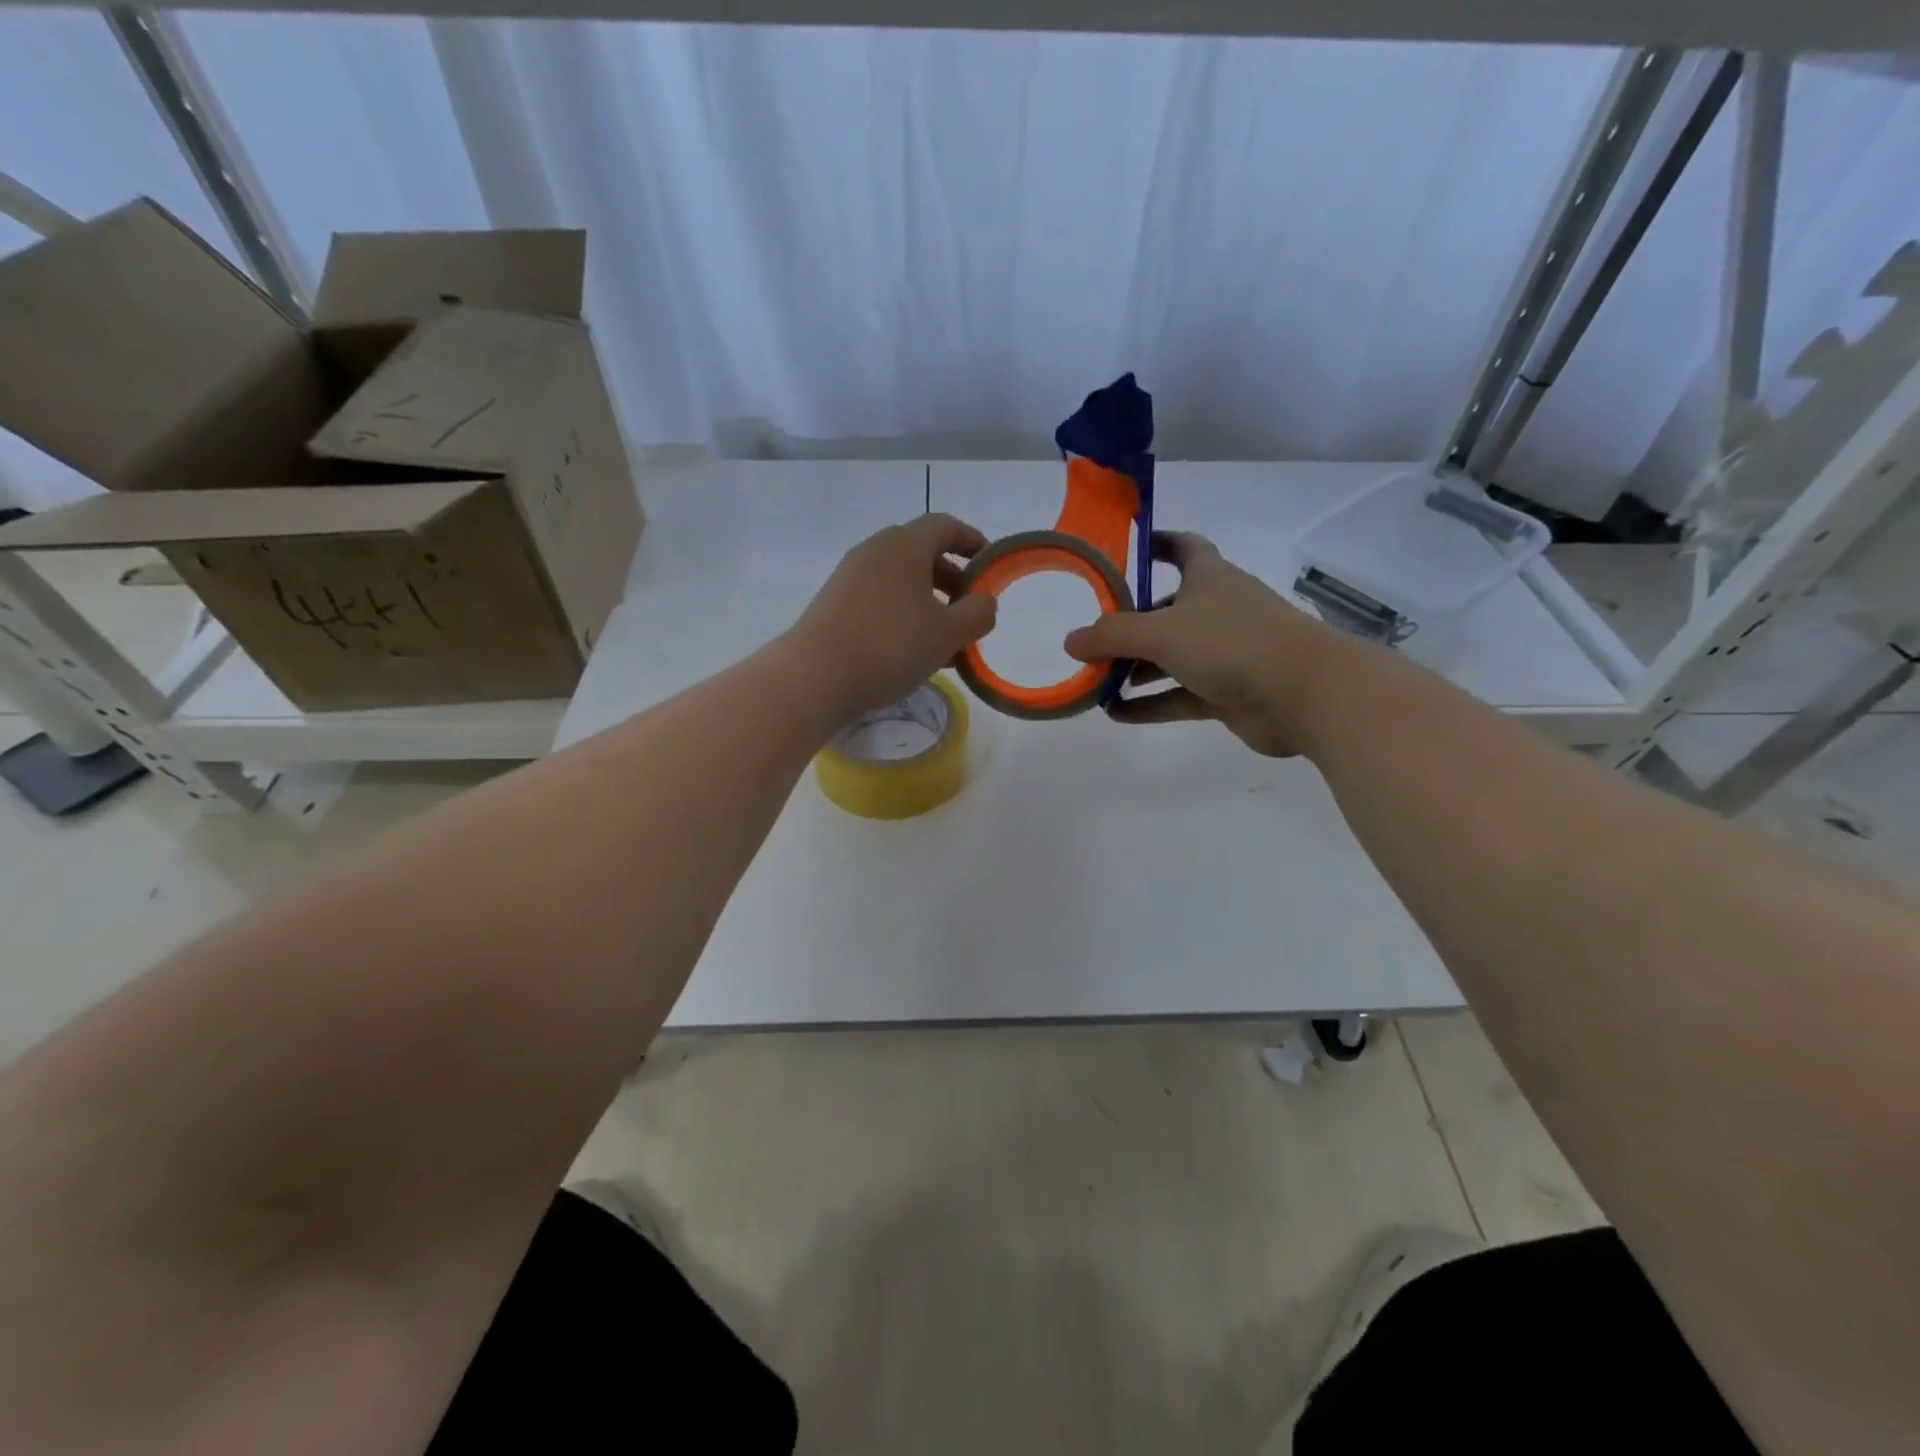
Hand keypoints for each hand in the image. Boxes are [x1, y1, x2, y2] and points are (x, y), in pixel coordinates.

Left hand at [786, 513, 997, 720]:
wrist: (814, 677)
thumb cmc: (890, 646)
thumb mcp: (949, 633)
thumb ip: (978, 613)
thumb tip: (983, 601)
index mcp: (904, 544)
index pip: (945, 526)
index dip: (973, 542)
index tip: (991, 567)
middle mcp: (875, 551)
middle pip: (922, 554)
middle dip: (953, 580)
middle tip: (970, 612)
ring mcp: (850, 577)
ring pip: (901, 582)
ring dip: (929, 604)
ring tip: (947, 643)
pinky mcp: (834, 604)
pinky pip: (881, 600)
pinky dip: (904, 616)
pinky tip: (913, 653)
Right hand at [1063, 531, 1356, 757]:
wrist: (1304, 693)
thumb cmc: (1233, 643)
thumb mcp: (1162, 631)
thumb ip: (1112, 635)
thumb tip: (1070, 641)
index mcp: (1209, 579)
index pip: (1183, 548)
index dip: (1157, 544)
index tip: (1129, 548)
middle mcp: (1217, 612)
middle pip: (1167, 610)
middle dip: (1130, 624)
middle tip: (1091, 639)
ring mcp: (1224, 655)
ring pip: (1171, 658)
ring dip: (1135, 669)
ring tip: (1095, 682)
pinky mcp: (1227, 693)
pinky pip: (1178, 696)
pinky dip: (1149, 703)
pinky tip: (1115, 713)